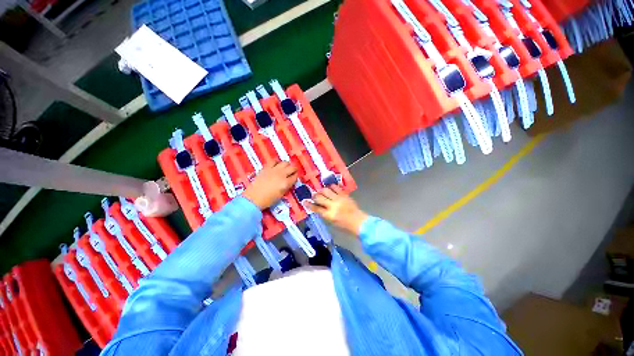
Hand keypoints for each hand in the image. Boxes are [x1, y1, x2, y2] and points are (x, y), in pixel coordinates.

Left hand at [243, 161, 297, 209]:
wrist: (253, 198)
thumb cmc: (268, 200)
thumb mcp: (281, 195)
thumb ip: (287, 186)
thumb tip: (289, 181)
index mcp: (286, 183)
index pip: (295, 176)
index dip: (296, 177)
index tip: (294, 178)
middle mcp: (282, 174)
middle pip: (292, 168)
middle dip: (294, 170)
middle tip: (292, 172)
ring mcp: (274, 170)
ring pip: (285, 162)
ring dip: (287, 165)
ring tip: (285, 168)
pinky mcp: (266, 168)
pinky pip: (274, 161)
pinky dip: (277, 162)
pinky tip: (276, 165)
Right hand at [307, 185, 367, 235]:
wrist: (358, 221)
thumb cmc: (344, 225)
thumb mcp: (331, 222)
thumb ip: (324, 214)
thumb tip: (318, 207)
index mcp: (329, 215)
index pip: (316, 208)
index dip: (309, 204)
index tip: (304, 201)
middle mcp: (333, 205)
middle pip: (319, 197)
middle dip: (314, 196)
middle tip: (313, 196)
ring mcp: (339, 199)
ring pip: (326, 190)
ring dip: (322, 191)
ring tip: (321, 192)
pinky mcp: (344, 195)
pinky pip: (335, 187)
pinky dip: (331, 187)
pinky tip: (330, 188)